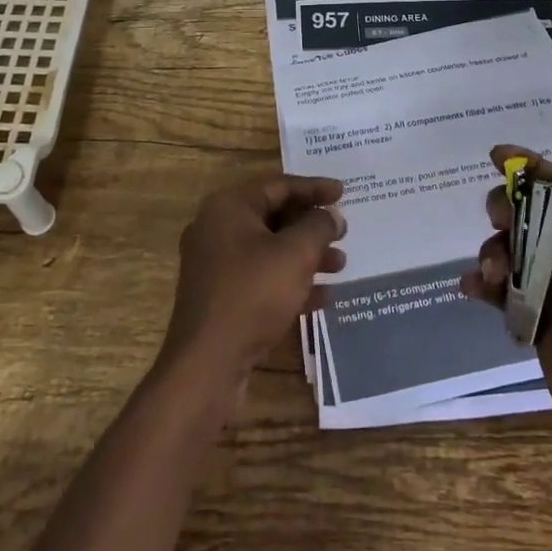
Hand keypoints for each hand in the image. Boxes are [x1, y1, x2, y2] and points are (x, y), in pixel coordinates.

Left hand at [156, 173, 345, 406]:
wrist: (207, 365)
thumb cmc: (253, 295)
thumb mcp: (296, 254)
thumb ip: (319, 226)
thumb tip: (330, 216)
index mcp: (228, 207)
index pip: (279, 185)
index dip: (315, 188)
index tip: (345, 193)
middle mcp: (216, 229)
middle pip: (273, 216)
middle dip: (312, 225)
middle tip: (343, 232)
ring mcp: (215, 265)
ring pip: (269, 249)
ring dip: (306, 255)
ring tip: (340, 265)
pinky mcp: (219, 297)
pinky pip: (260, 277)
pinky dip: (289, 281)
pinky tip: (322, 297)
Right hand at [461, 146, 551, 515]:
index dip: (532, 169)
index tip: (496, 155)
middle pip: (529, 215)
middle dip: (507, 210)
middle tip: (501, 221)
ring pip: (509, 249)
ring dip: (493, 250)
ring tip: (493, 274)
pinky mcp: (534, 319)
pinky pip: (500, 290)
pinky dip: (483, 283)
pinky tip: (472, 288)